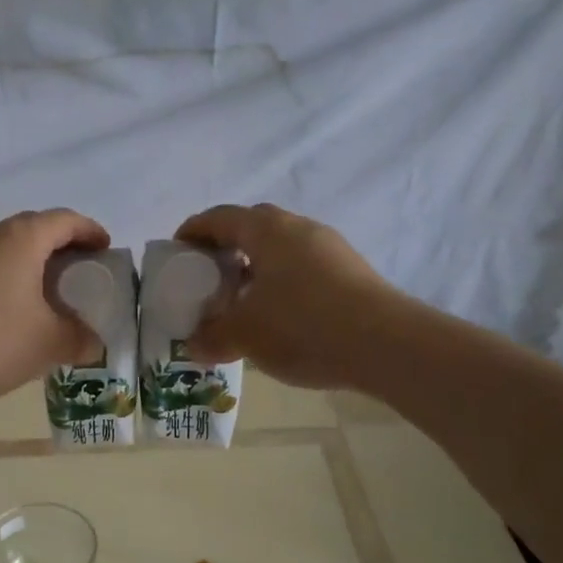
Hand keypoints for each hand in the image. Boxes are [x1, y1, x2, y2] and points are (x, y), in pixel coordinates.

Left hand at [0, 209, 109, 404]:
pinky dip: (16, 279)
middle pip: (38, 229)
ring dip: (38, 265)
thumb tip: (94, 343)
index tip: (107, 252)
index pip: (66, 220)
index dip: (92, 232)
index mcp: (22, 238)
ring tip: (56, 296)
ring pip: (13, 250)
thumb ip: (81, 339)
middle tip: (86, 275)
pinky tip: (20, 313)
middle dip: (66, 248)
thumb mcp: (49, 343)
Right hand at [175, 203, 403, 390]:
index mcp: (267, 230)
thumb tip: (194, 345)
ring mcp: (330, 249)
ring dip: (255, 269)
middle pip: (252, 228)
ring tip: (240, 302)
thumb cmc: (302, 326)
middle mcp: (299, 228)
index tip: (176, 250)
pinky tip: (278, 317)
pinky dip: (281, 284)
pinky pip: (303, 269)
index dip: (193, 231)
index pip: (219, 217)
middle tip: (207, 277)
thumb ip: (211, 336)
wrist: (386, 345)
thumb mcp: (244, 335)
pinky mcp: (351, 273)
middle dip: (225, 248)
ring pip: (281, 250)